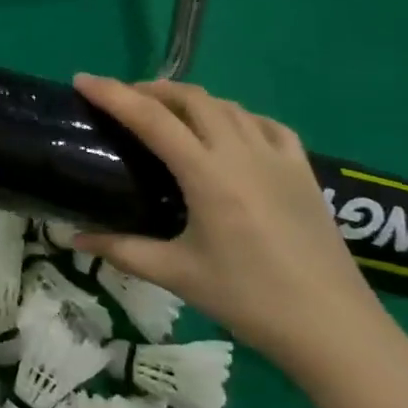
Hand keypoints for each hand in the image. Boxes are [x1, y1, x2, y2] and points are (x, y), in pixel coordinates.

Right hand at [71, 75, 404, 382]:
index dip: (113, 94)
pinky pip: (265, 124)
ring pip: (228, 105)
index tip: (83, 80)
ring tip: (167, 113)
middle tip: (122, 100)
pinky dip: (236, 116)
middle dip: (151, 89)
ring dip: (190, 99)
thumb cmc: (249, 300)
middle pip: (191, 98)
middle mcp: (242, 152)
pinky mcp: (303, 169)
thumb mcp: (178, 275)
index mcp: (207, 175)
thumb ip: (122, 250)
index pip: (151, 118)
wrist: (334, 328)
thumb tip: (74, 239)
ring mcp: (278, 157)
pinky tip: (229, 131)